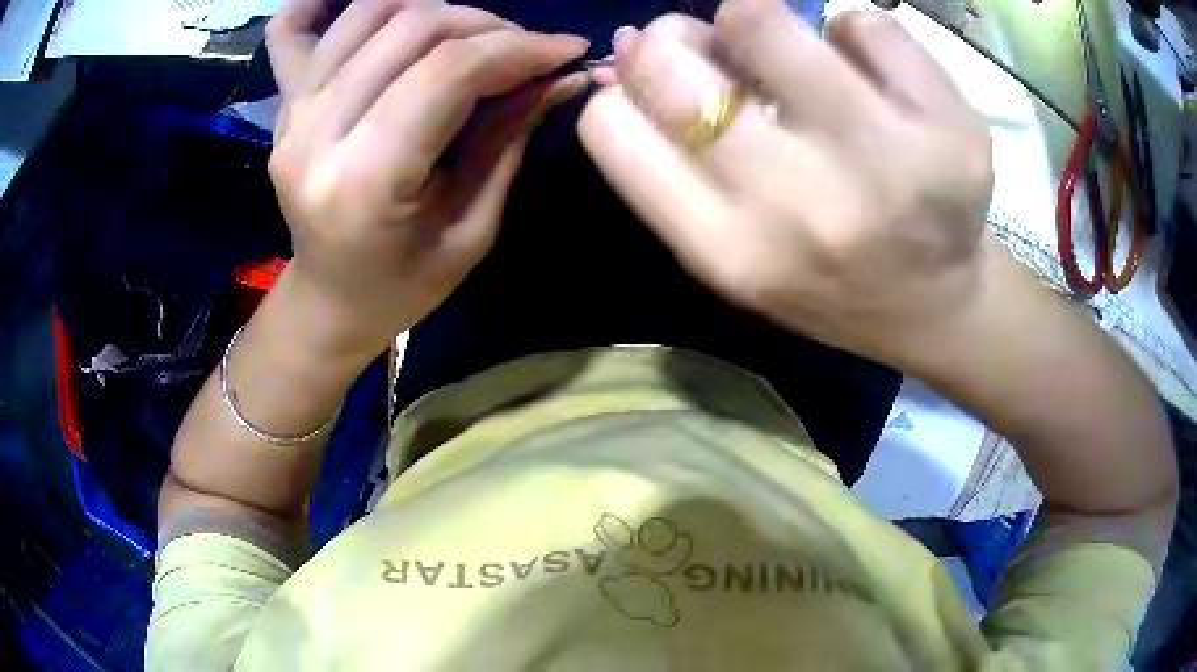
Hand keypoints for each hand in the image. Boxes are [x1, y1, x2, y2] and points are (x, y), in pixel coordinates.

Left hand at [265, 0, 588, 359]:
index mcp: (365, 183)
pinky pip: (290, 33)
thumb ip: (506, 139)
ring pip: (366, 15)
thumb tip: (559, 74)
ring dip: (431, 7)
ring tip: (466, 33)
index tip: (566, 48)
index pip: (446, 74)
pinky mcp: (283, 107)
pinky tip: (357, 0)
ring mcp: (291, 116)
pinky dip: (319, 2)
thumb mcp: (471, 229)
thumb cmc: (403, 285)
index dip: (516, 49)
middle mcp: (316, 136)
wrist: (329, 301)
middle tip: (521, 48)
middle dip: (483, 26)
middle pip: (409, 30)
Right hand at [579, 1, 995, 370]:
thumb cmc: (824, 276)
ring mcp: (888, 165)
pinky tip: (876, 82)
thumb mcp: (731, 245)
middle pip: (674, 64)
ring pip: (763, 18)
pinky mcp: (952, 129)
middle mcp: (803, 210)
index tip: (660, 74)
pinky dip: (855, 38)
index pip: (611, 128)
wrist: (936, 306)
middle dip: (678, 38)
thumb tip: (631, 46)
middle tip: (718, 49)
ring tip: (799, 58)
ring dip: (761, 21)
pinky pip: (865, 24)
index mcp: (729, 251)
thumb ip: (670, 155)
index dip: (628, 82)